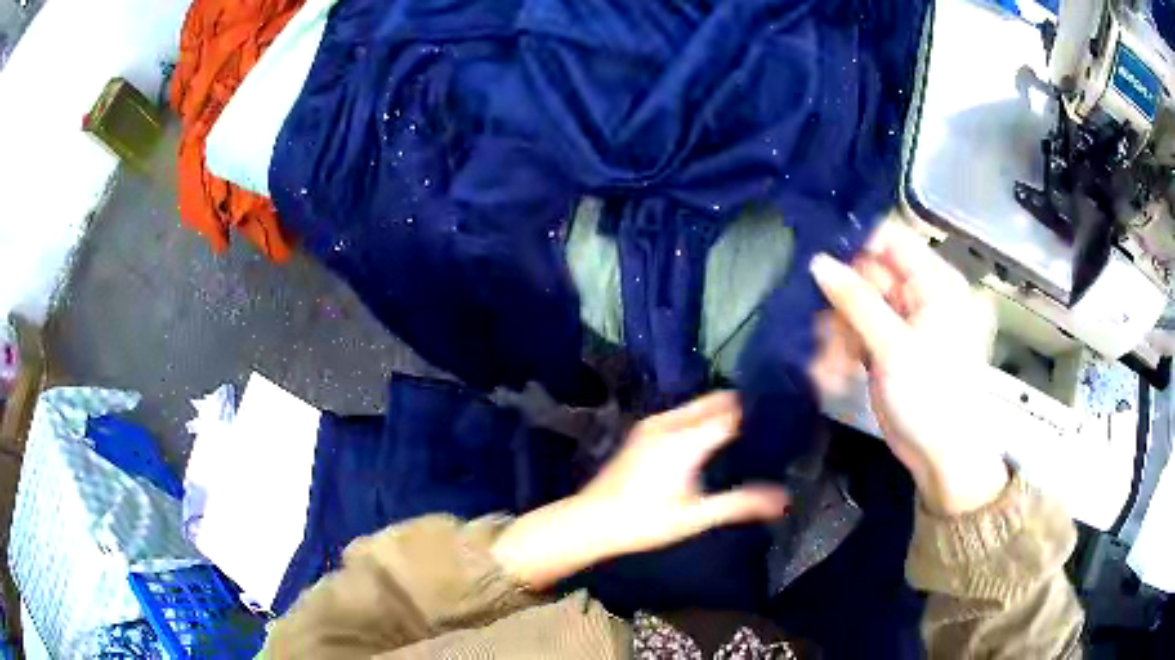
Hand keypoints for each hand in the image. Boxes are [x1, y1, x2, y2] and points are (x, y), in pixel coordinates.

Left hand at [492, 392, 788, 589]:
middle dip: (745, 408)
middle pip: (718, 401)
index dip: (761, 412)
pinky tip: (715, 440)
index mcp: (685, 438)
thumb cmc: (644, 522)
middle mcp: (670, 421)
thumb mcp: (695, 516)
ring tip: (751, 432)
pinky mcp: (645, 430)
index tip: (786, 418)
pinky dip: (705, 417)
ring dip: (724, 411)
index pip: (734, 412)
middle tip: (772, 425)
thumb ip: (740, 503)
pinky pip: (686, 412)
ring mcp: (654, 423)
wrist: (590, 521)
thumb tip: (784, 498)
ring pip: (701, 404)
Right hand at [810, 221, 1008, 515]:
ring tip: (829, 363)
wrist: (942, 456)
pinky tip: (836, 371)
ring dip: (840, 330)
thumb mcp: (893, 346)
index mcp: (936, 282)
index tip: (820, 263)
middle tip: (819, 329)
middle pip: (871, 274)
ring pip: (861, 305)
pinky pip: (863, 331)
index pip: (890, 240)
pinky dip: (847, 348)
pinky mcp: (894, 346)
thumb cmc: (931, 397)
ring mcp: (907, 321)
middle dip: (843, 300)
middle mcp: (922, 294)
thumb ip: (856, 300)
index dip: (855, 246)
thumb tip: (817, 261)